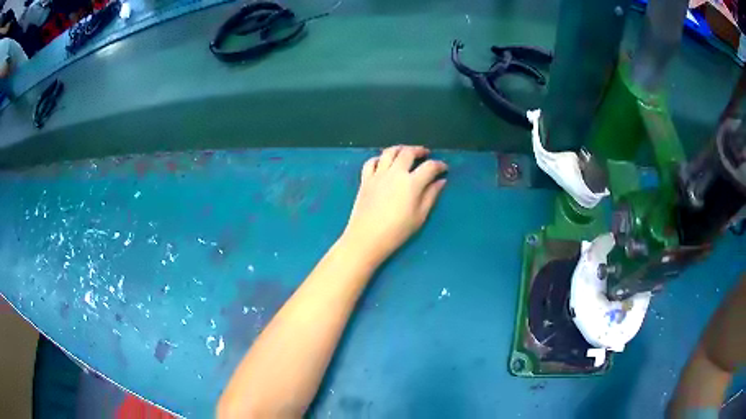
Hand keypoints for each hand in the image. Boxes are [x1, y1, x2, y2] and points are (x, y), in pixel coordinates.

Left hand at [341, 145, 447, 264]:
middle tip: (425, 154)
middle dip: (419, 150)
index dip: (439, 165)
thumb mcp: (420, 216)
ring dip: (400, 149)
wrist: (367, 237)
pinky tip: (383, 163)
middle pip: (408, 152)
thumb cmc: (397, 231)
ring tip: (405, 152)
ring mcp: (378, 174)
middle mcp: (395, 173)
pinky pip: (371, 162)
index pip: (429, 167)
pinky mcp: (365, 180)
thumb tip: (441, 181)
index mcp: (411, 183)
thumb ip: (431, 195)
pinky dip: (379, 159)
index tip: (444, 168)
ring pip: (389, 152)